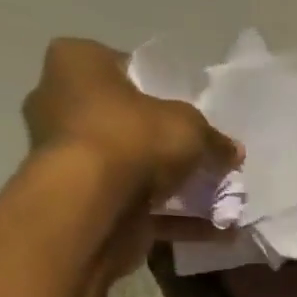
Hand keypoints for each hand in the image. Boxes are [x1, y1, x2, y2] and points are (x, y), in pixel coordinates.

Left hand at [20, 38, 239, 275]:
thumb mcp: (188, 126)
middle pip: (129, 124)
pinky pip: (141, 210)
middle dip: (168, 145)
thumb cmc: (131, 138)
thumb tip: (233, 151)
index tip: (193, 113)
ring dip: (176, 188)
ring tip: (220, 199)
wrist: (91, 208)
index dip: (163, 90)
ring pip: (135, 171)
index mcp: (77, 65)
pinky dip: (177, 221)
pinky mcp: (86, 205)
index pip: (125, 68)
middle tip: (206, 157)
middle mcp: (63, 107)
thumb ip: (213, 138)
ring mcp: (71, 161)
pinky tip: (216, 231)